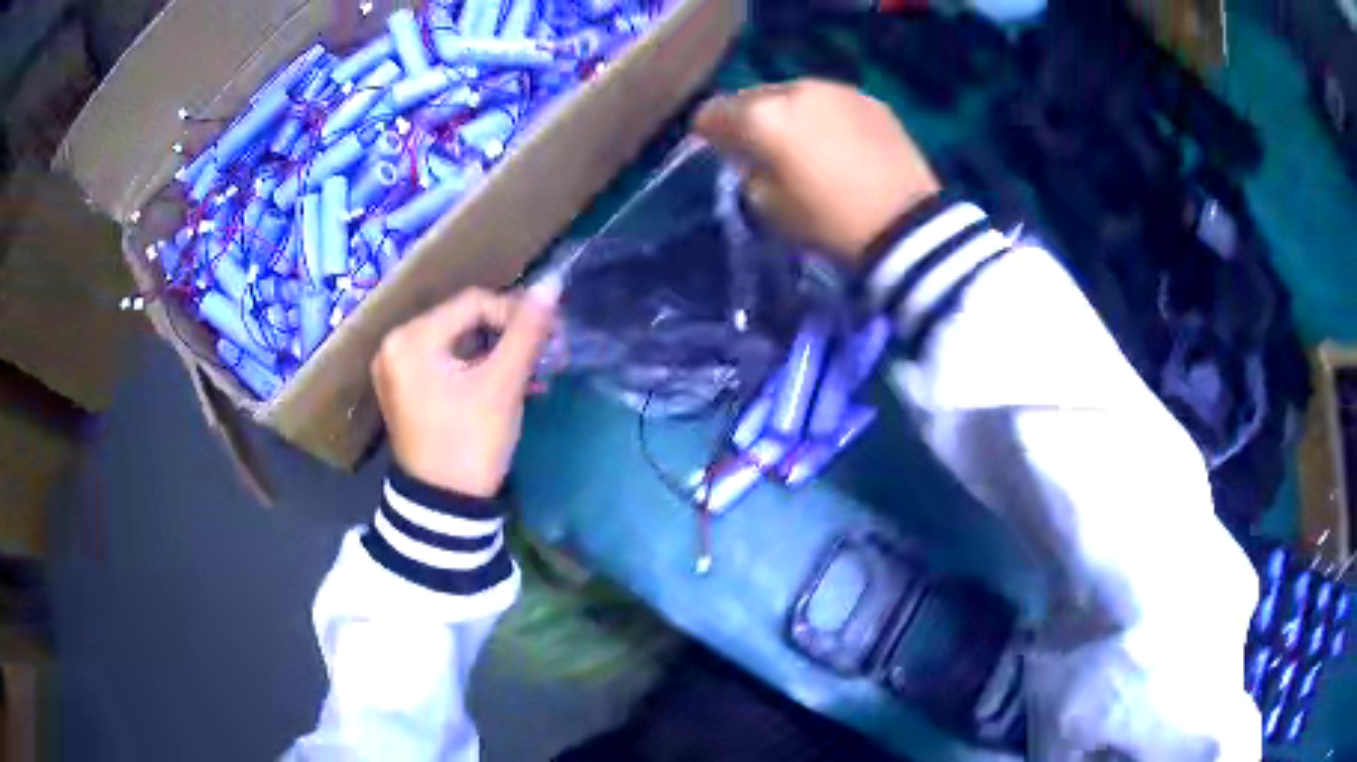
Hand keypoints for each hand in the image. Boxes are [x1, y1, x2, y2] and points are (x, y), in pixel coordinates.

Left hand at [371, 280, 558, 497]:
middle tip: (546, 354)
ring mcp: (397, 368)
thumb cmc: (470, 444)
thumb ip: (527, 332)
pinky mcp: (406, 388)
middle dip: (509, 335)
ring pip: (459, 341)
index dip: (517, 313)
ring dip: (498, 352)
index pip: (474, 303)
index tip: (551, 336)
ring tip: (533, 372)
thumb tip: (552, 284)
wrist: (443, 508)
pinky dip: (478, 367)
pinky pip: (447, 361)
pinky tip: (507, 382)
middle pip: (464, 320)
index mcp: (411, 339)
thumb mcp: (502, 385)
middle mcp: (396, 344)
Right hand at [693, 79, 939, 262]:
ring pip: (795, 93)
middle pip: (755, 95)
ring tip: (799, 141)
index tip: (714, 147)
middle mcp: (796, 90)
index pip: (714, 112)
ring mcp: (838, 91)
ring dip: (788, 113)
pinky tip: (835, 141)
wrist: (906, 226)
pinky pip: (831, 101)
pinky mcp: (871, 101)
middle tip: (757, 144)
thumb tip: (750, 158)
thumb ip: (749, 173)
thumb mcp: (769, 208)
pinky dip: (823, 115)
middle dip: (749, 117)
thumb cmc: (829, 223)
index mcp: (762, 117)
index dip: (708, 131)